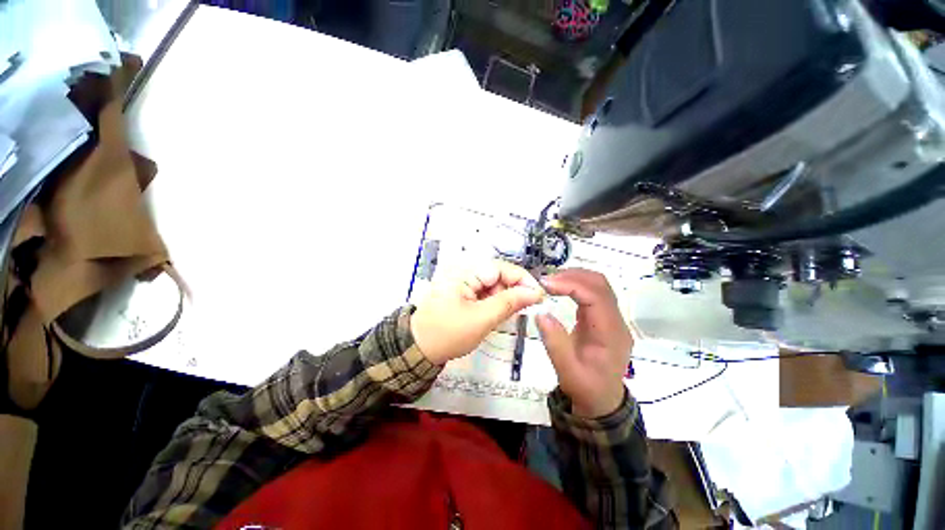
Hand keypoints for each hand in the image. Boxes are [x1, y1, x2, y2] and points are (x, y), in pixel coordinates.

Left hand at [411, 260, 544, 364]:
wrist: (418, 349)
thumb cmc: (448, 333)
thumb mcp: (482, 319)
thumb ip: (509, 303)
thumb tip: (535, 293)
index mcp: (465, 272)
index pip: (501, 267)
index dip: (522, 279)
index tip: (539, 296)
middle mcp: (464, 272)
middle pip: (498, 276)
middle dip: (513, 292)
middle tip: (526, 310)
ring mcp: (463, 283)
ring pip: (493, 286)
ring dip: (504, 299)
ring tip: (508, 316)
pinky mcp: (463, 293)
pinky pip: (485, 294)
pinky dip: (495, 304)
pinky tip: (496, 315)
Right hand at [535, 268, 631, 417]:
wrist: (602, 401)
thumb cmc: (586, 388)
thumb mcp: (567, 372)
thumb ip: (555, 343)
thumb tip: (540, 313)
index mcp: (611, 334)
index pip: (596, 297)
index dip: (571, 285)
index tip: (545, 284)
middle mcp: (616, 321)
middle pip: (600, 284)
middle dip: (572, 276)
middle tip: (545, 281)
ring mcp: (611, 318)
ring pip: (598, 285)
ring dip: (574, 277)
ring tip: (550, 282)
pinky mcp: (603, 317)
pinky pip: (592, 293)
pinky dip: (575, 285)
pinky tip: (560, 288)